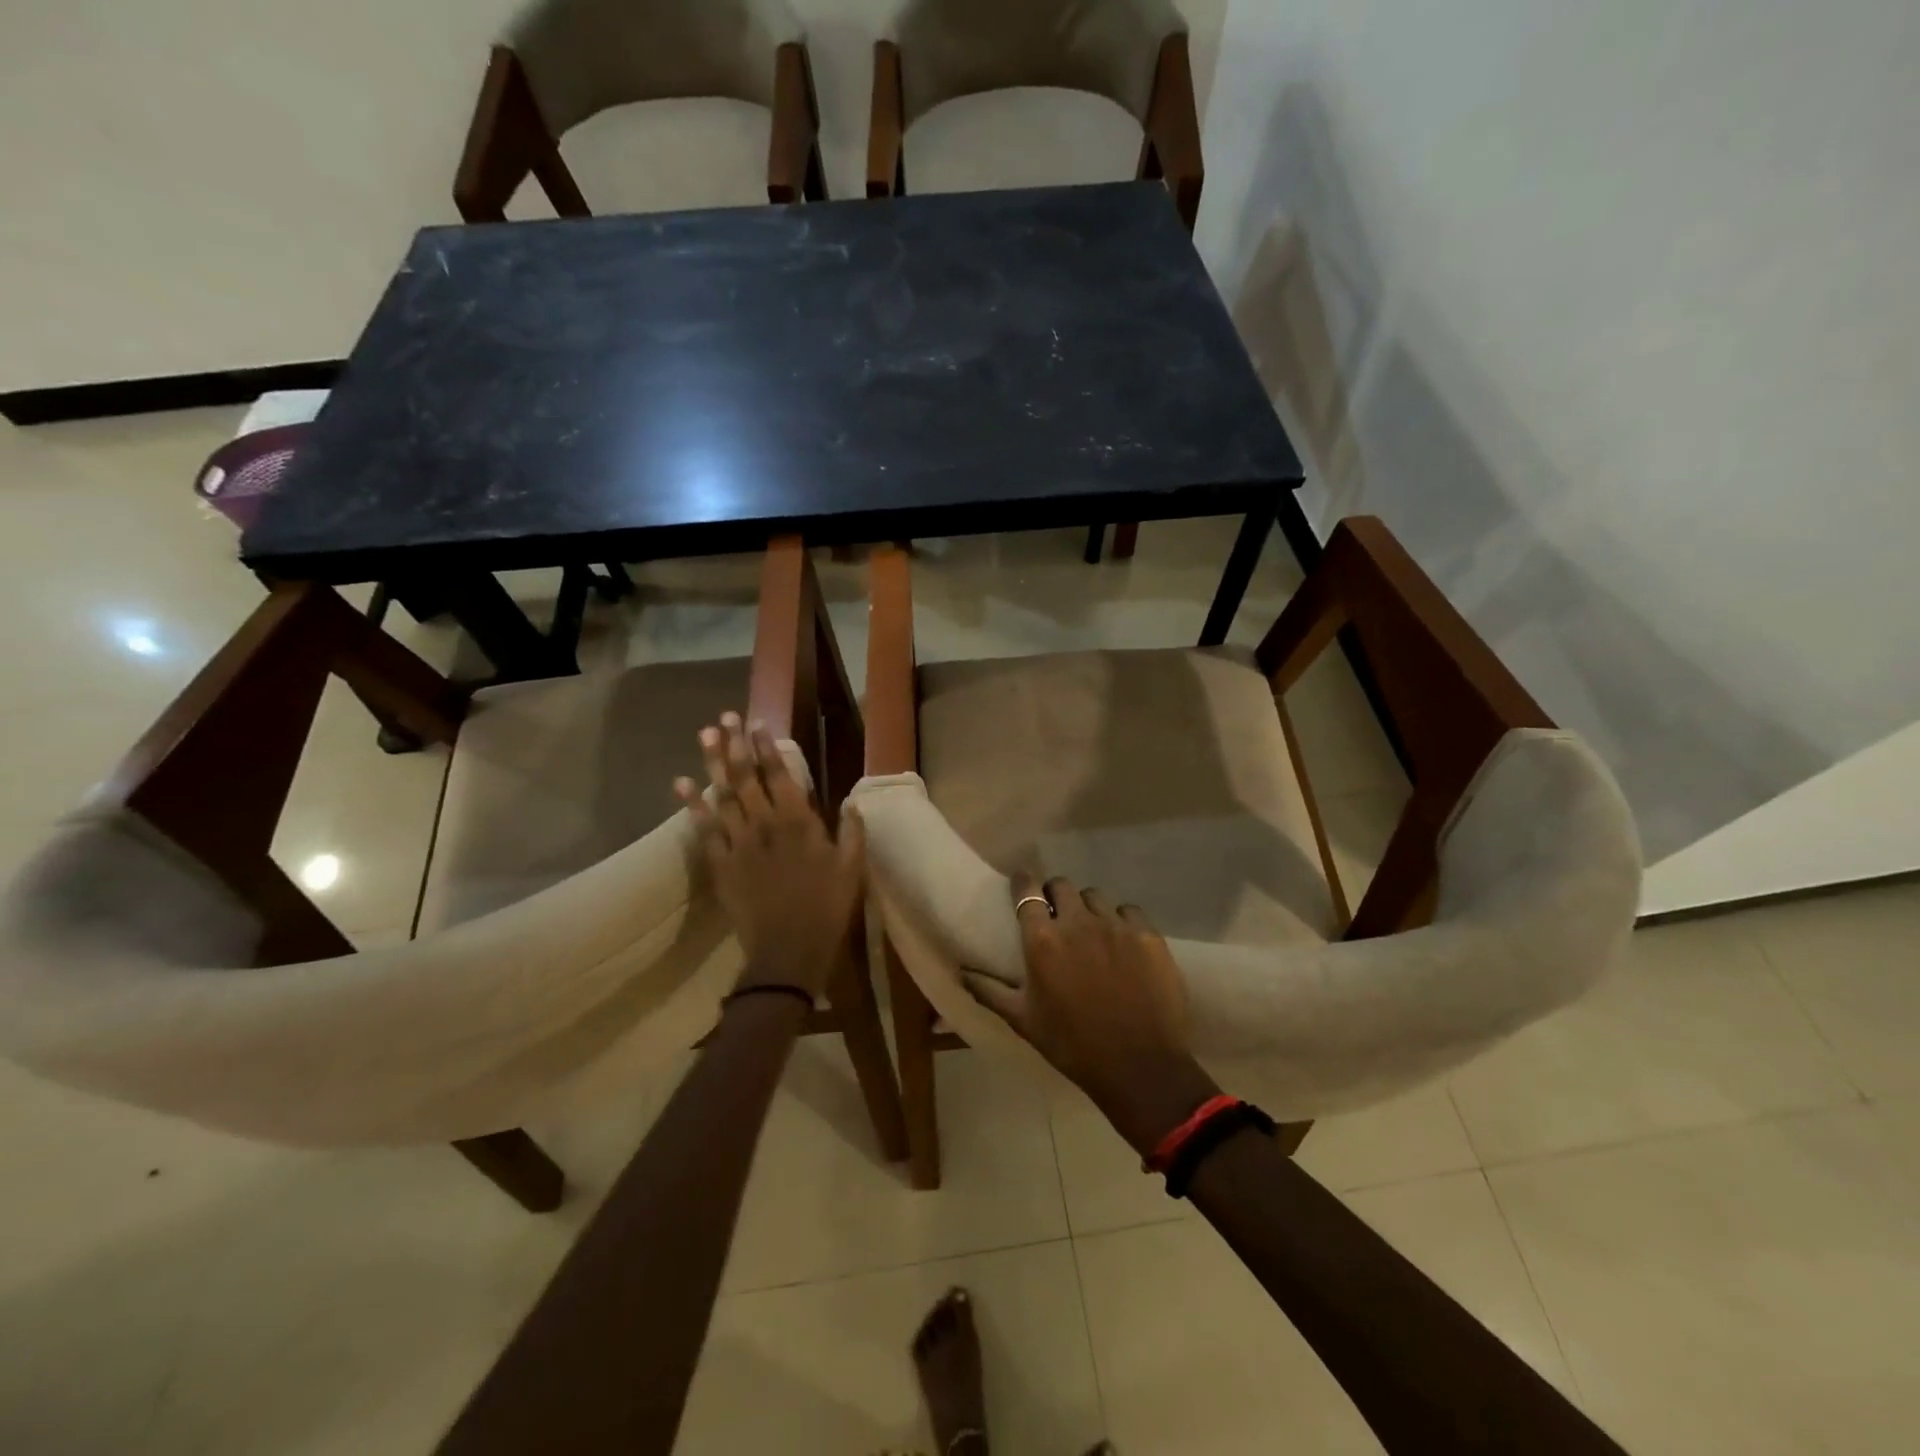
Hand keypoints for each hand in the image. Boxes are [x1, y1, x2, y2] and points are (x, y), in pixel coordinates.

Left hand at [676, 713, 865, 998]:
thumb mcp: (852, 870)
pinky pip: (704, 829)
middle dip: (735, 746)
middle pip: (745, 778)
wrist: (787, 952)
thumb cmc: (826, 909)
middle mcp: (765, 825)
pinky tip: (681, 784)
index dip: (767, 747)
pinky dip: (692, 806)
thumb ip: (852, 832)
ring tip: (705, 735)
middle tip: (724, 719)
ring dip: (712, 764)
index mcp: (798, 823)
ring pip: (722, 796)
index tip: (757, 724)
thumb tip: (852, 802)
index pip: (779, 775)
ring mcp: (739, 843)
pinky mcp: (721, 864)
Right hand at [964, 874, 1217, 1152]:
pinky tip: (1122, 942)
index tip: (1021, 884)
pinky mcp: (1148, 935)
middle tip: (1056, 913)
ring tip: (1090, 930)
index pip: (1027, 892)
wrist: (1138, 1067)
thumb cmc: (1072, 1044)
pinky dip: (1121, 921)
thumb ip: (989, 991)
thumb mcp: (1023, 1020)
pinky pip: (1129, 912)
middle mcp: (1078, 922)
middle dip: (1055, 894)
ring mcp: (1116, 926)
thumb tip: (961, 972)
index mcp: (1043, 940)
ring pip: (1096, 897)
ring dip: (1087, 908)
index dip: (1023, 883)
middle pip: (1062, 886)